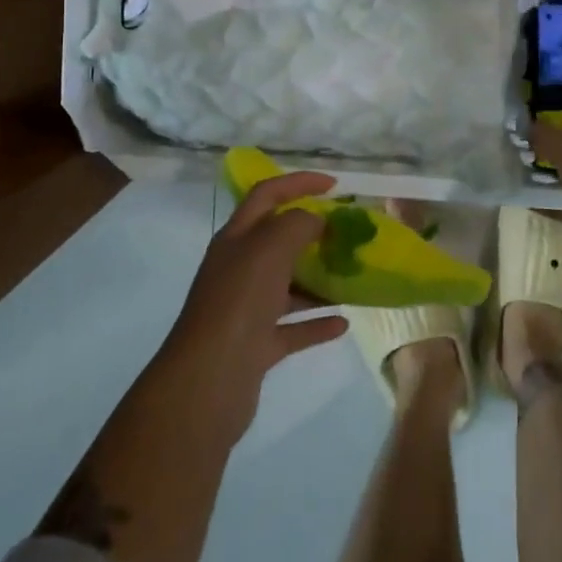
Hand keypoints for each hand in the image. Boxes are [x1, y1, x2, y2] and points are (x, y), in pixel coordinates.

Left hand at [162, 172, 348, 439]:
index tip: (334, 184)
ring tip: (352, 276)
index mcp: (236, 239)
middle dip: (312, 233)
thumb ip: (298, 224)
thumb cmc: (240, 301)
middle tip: (347, 233)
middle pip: (276, 240)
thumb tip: (316, 221)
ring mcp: (246, 310)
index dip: (298, 182)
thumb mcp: (270, 248)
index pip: (266, 195)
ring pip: (287, 286)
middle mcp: (238, 269)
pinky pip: (292, 328)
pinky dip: (317, 323)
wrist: (209, 379)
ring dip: (317, 279)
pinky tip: (344, 322)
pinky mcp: (256, 346)